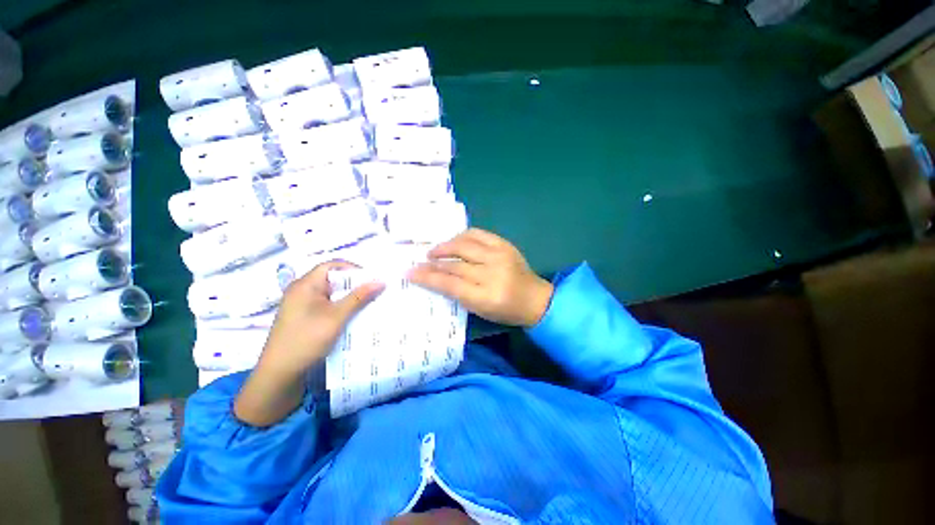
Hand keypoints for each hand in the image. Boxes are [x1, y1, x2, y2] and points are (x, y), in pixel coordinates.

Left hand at [234, 261, 383, 426]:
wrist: (279, 374)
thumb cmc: (307, 339)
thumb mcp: (336, 317)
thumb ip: (359, 297)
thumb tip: (380, 281)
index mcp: (305, 285)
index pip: (332, 265)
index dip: (353, 269)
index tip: (371, 279)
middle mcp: (301, 291)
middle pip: (332, 279)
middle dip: (354, 284)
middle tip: (374, 291)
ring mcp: (301, 305)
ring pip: (331, 293)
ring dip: (349, 297)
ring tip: (368, 303)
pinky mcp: (303, 317)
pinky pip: (326, 305)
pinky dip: (341, 307)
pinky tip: (353, 316)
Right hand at [408, 228, 552, 326]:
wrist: (535, 299)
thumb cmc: (506, 311)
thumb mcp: (480, 310)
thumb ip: (458, 294)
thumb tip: (435, 277)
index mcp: (485, 297)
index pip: (450, 284)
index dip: (427, 277)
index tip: (410, 272)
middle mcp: (492, 274)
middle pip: (455, 264)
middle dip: (433, 261)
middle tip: (420, 261)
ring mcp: (500, 256)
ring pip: (464, 245)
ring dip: (445, 246)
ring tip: (434, 251)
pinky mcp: (505, 244)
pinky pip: (478, 234)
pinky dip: (462, 236)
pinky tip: (454, 241)